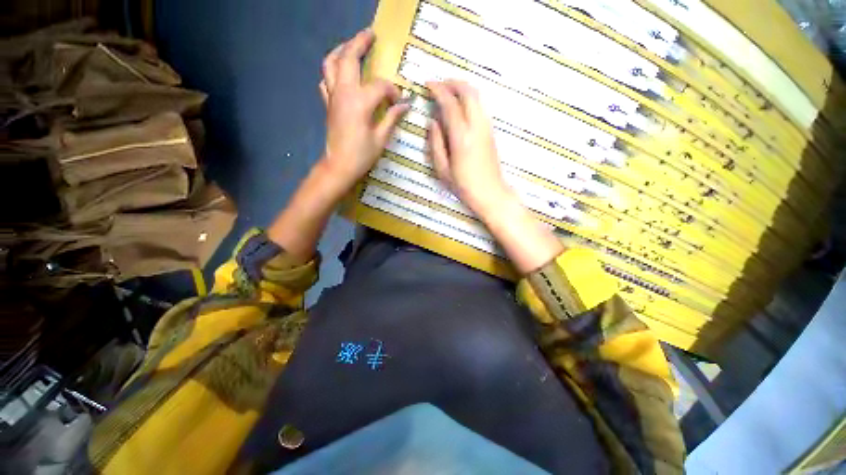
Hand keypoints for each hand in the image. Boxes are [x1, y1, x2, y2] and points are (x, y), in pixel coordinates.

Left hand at [318, 28, 408, 192]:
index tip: (400, 101)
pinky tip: (340, 74)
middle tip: (370, 35)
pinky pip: (326, 80)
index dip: (393, 91)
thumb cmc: (362, 155)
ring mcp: (333, 96)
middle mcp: (344, 92)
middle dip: (360, 43)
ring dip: (341, 50)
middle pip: (349, 58)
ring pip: (331, 63)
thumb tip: (406, 105)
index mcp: (360, 102)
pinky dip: (332, 72)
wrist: (339, 166)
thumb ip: (392, 118)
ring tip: (351, 46)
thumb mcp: (381, 138)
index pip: (380, 86)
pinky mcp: (328, 104)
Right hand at [427, 80, 563, 272]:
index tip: (427, 85)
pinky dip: (469, 99)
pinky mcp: (490, 131)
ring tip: (448, 92)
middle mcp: (476, 126)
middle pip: (468, 91)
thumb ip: (435, 143)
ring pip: (477, 96)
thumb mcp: (442, 169)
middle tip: (438, 85)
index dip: (438, 90)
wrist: (490, 193)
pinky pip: (480, 106)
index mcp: (461, 137)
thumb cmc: (463, 185)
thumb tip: (432, 121)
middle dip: (452, 82)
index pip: (450, 103)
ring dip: (462, 88)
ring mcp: (486, 127)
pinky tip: (460, 106)